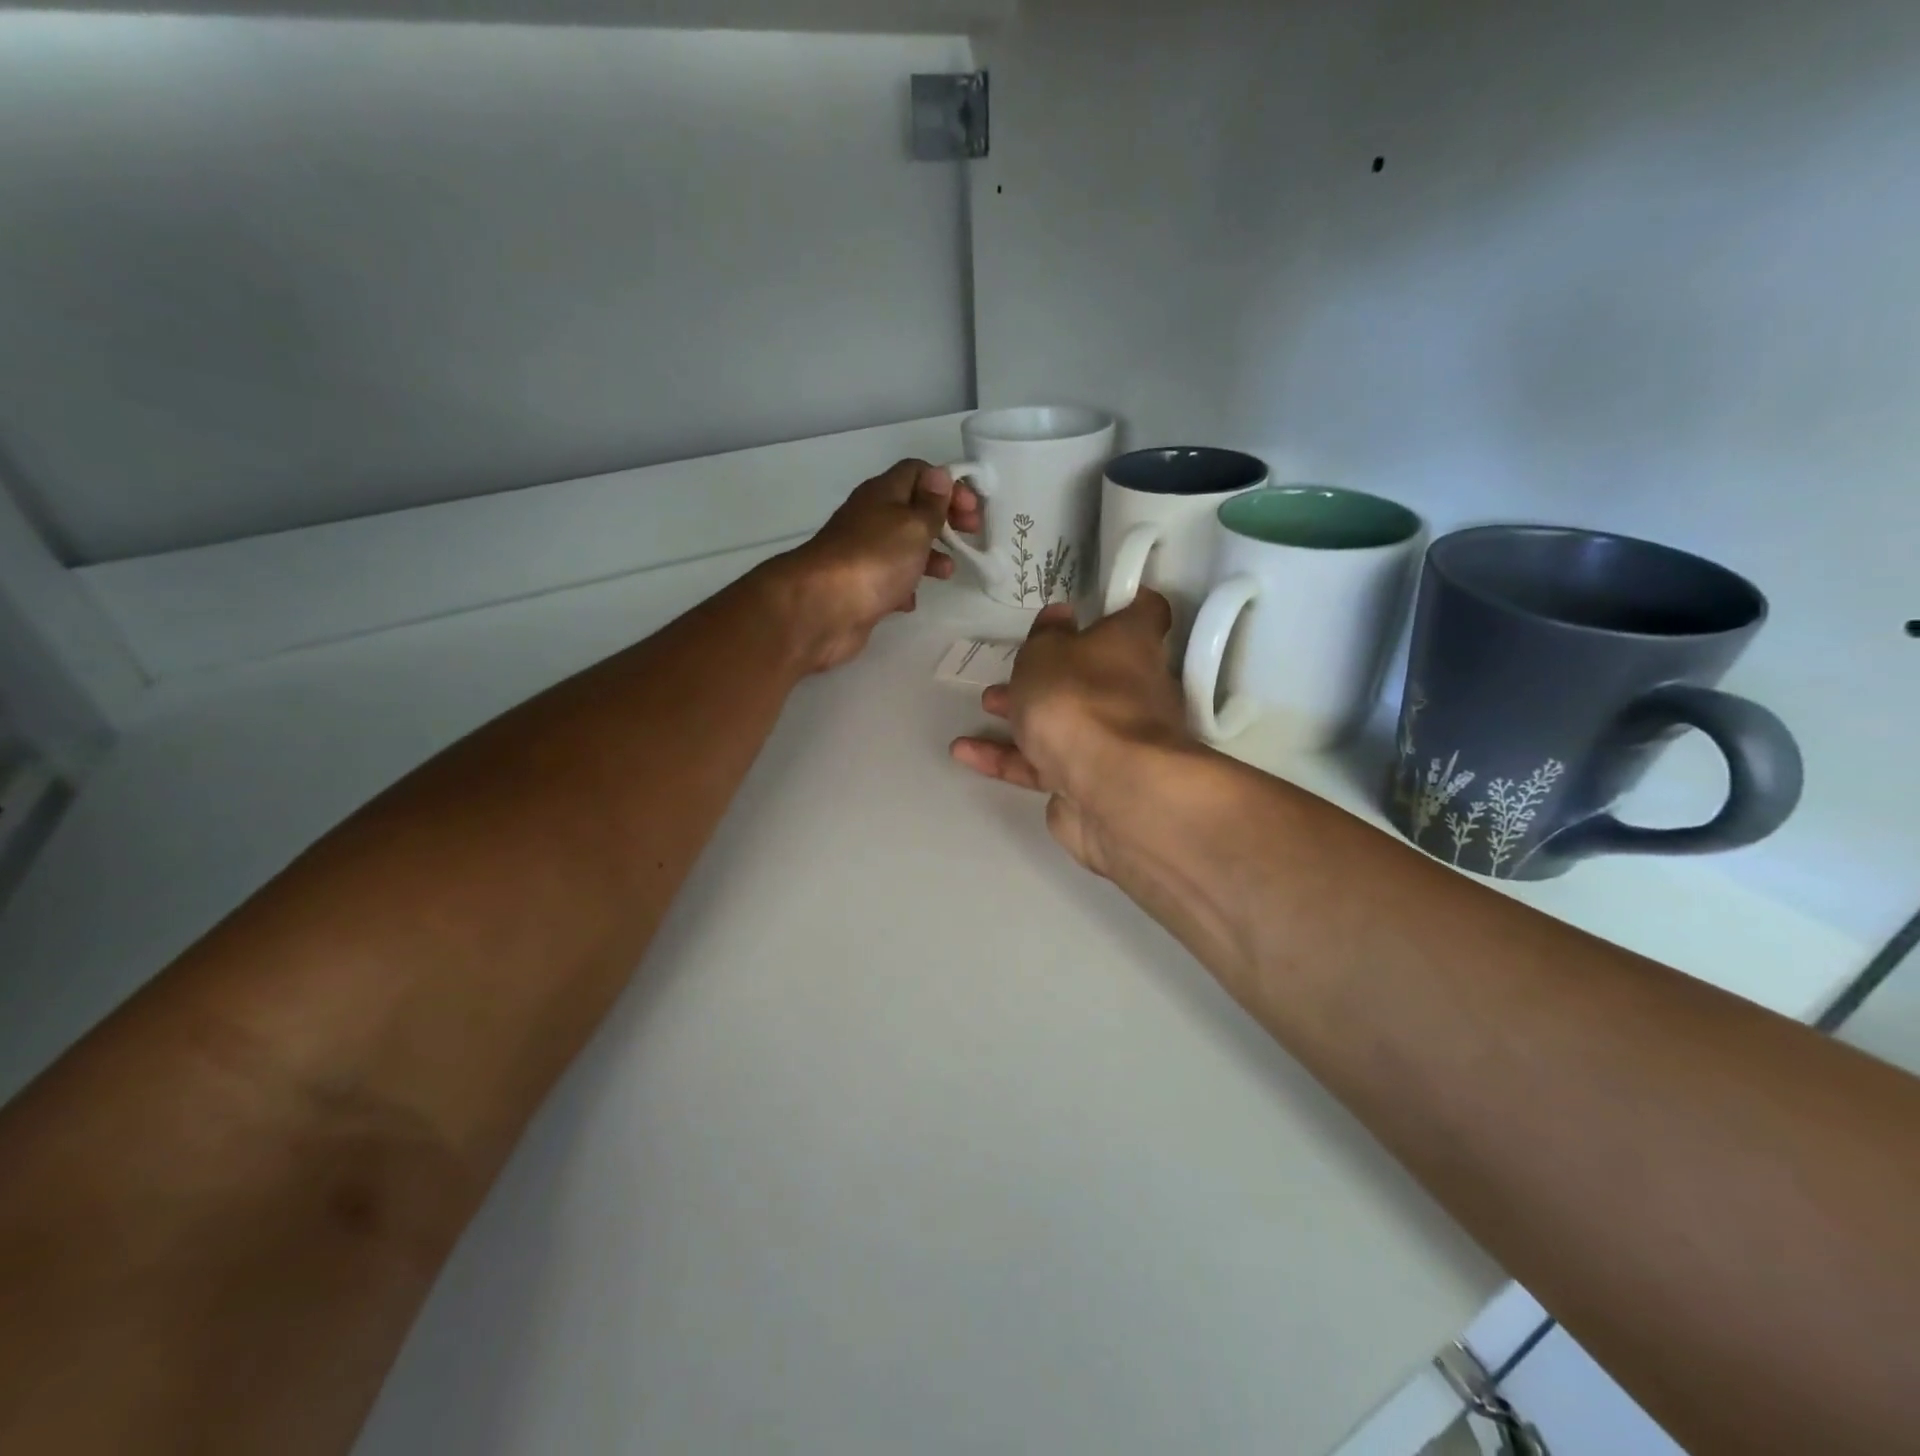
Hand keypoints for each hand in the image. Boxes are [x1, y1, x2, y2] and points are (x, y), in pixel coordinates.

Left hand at [765, 459, 982, 673]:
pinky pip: (888, 580)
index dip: (948, 485)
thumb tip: (939, 475)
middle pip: (912, 510)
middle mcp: (870, 519)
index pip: (918, 473)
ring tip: (947, 573)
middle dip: (943, 521)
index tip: (972, 510)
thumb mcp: (913, 525)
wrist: (823, 608)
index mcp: (883, 494)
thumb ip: (931, 504)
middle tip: (969, 537)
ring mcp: (862, 555)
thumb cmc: (875, 559)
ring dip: (928, 556)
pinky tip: (912, 601)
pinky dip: (904, 587)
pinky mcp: (859, 587)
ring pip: (902, 547)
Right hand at [950, 592, 1197, 876]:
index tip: (1092, 602)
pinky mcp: (1090, 783)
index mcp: (1134, 645)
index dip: (1120, 603)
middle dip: (1052, 671)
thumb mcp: (1046, 653)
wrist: (1105, 786)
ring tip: (986, 705)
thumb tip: (1061, 616)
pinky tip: (965, 753)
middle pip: (1096, 672)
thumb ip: (1046, 635)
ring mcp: (1115, 741)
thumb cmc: (1077, 698)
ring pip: (1067, 721)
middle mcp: (1135, 690)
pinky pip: (1045, 764)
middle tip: (1017, 666)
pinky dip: (1008, 757)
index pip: (1143, 611)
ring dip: (1024, 713)